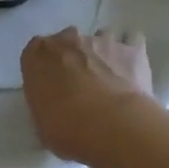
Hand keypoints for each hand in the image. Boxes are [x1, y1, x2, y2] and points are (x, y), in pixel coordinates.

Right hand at [20, 27, 153, 161]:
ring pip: (101, 38)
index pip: (36, 51)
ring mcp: (102, 40)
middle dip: (73, 57)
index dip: (46, 67)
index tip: (52, 85)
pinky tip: (132, 72)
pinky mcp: (131, 49)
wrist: (111, 126)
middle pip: (68, 41)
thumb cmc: (67, 128)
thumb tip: (55, 106)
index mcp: (38, 54)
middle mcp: (68, 39)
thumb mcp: (41, 124)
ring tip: (110, 79)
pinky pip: (132, 41)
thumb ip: (45, 104)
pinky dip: (131, 52)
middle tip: (81, 84)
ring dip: (103, 54)